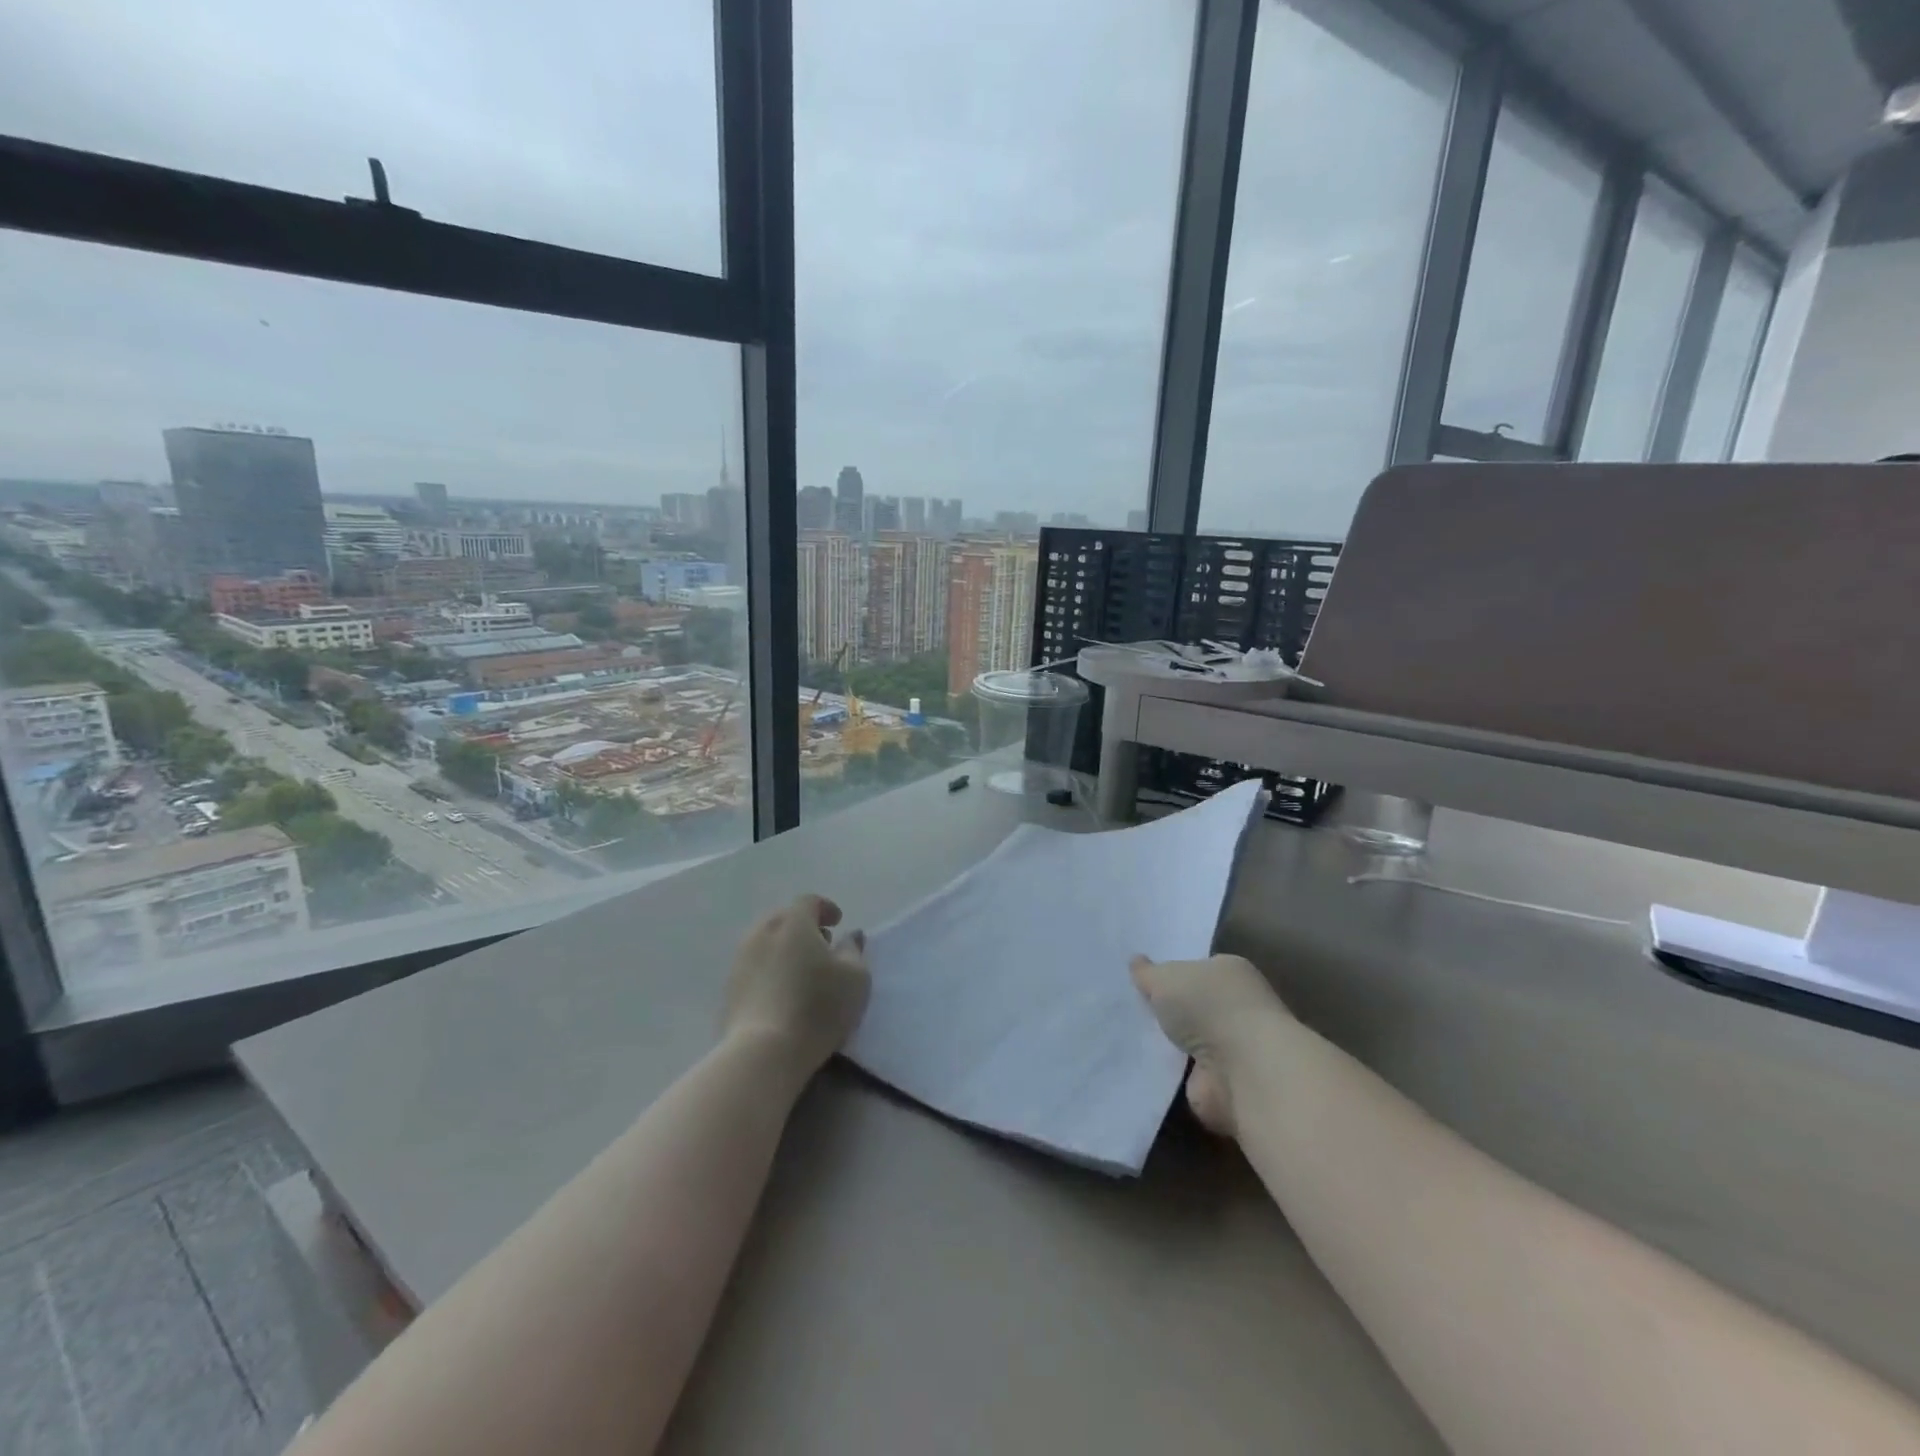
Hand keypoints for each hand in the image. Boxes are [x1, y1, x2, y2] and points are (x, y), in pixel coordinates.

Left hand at [723, 895, 869, 1075]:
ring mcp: (741, 959)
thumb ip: (854, 950)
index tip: (838, 922)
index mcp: (793, 922)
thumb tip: (850, 936)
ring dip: (785, 947)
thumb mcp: (855, 978)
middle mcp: (763, 932)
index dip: (825, 908)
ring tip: (802, 970)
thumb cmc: (818, 1008)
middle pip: (784, 918)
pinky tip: (783, 990)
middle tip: (822, 945)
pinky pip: (755, 965)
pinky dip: (771, 968)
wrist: (763, 1053)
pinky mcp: (730, 987)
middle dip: (804, 926)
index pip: (809, 901)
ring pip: (766, 941)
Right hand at [1131, 953, 1287, 1139]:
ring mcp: (1230, 1049)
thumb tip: (1136, 961)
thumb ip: (1148, 973)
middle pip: (1193, 1005)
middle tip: (1125, 1008)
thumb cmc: (1209, 1006)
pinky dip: (1167, 1073)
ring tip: (1124, 1037)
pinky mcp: (1220, 1085)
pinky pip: (1184, 1074)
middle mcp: (1236, 1008)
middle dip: (1166, 1009)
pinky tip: (1137, 1065)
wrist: (1241, 1070)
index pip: (1197, 968)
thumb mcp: (1166, 977)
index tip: (1141, 979)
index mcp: (1230, 973)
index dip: (1171, 972)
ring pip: (1188, 1041)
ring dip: (1166, 1044)